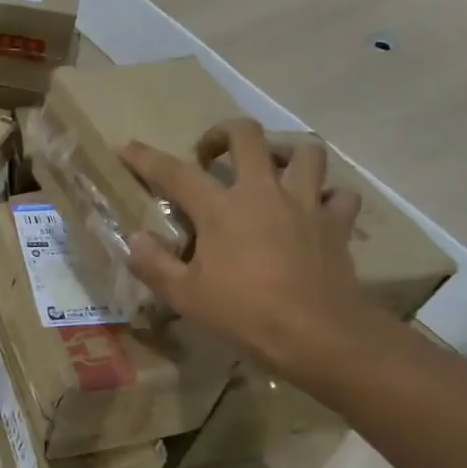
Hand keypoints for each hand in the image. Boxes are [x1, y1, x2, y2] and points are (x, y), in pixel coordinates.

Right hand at [120, 120, 385, 382]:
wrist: (318, 334)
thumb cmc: (244, 314)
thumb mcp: (185, 297)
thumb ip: (154, 264)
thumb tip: (136, 238)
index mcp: (221, 209)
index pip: (175, 172)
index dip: (146, 157)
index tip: (126, 147)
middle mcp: (264, 193)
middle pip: (247, 135)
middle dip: (223, 133)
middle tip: (210, 154)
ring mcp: (306, 204)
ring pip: (305, 152)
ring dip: (284, 154)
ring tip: (270, 172)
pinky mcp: (336, 224)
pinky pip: (339, 196)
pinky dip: (328, 197)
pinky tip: (315, 210)